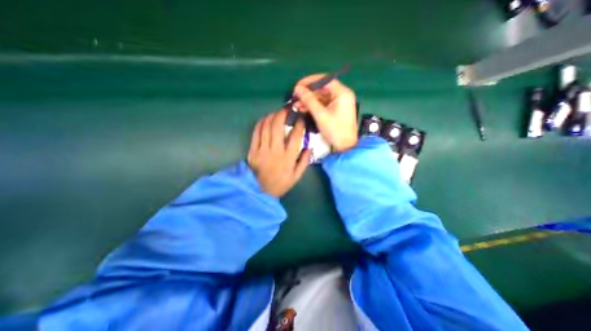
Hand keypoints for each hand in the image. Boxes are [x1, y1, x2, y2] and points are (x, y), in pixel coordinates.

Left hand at [248, 109, 310, 195]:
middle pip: (278, 127)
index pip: (295, 137)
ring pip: (266, 127)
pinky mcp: (252, 151)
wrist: (260, 191)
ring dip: (272, 116)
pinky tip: (265, 119)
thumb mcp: (296, 176)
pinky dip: (260, 123)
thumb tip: (309, 147)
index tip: (301, 118)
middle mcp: (275, 151)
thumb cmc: (280, 184)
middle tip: (287, 108)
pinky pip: (256, 133)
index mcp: (288, 158)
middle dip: (283, 114)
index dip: (299, 124)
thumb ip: (304, 162)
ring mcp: (262, 150)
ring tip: (277, 112)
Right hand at [293, 74, 357, 150]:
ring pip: (321, 98)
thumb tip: (297, 88)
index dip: (310, 82)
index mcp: (342, 93)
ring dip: (308, 101)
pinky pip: (322, 105)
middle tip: (295, 97)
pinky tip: (302, 109)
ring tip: (296, 105)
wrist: (345, 147)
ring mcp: (338, 103)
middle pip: (322, 89)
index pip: (325, 80)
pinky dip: (313, 107)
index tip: (297, 86)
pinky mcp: (335, 110)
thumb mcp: (320, 115)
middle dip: (308, 93)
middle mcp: (341, 95)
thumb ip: (309, 100)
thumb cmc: (335, 131)